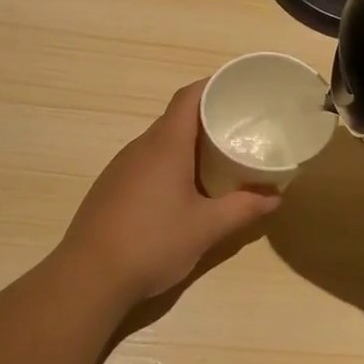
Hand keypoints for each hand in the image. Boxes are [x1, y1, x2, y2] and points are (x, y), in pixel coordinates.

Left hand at [56, 81, 281, 303]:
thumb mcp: (206, 228)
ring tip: (218, 159)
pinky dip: (170, 164)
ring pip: (160, 142)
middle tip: (240, 128)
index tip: (239, 88)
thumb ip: (243, 209)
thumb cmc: (152, 242)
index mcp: (165, 145)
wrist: (88, 277)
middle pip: (176, 118)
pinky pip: (146, 162)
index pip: (189, 97)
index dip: (213, 86)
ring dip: (188, 144)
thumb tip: (275, 196)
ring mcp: (121, 167)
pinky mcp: (111, 188)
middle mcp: (141, 147)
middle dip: (208, 118)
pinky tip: (183, 190)